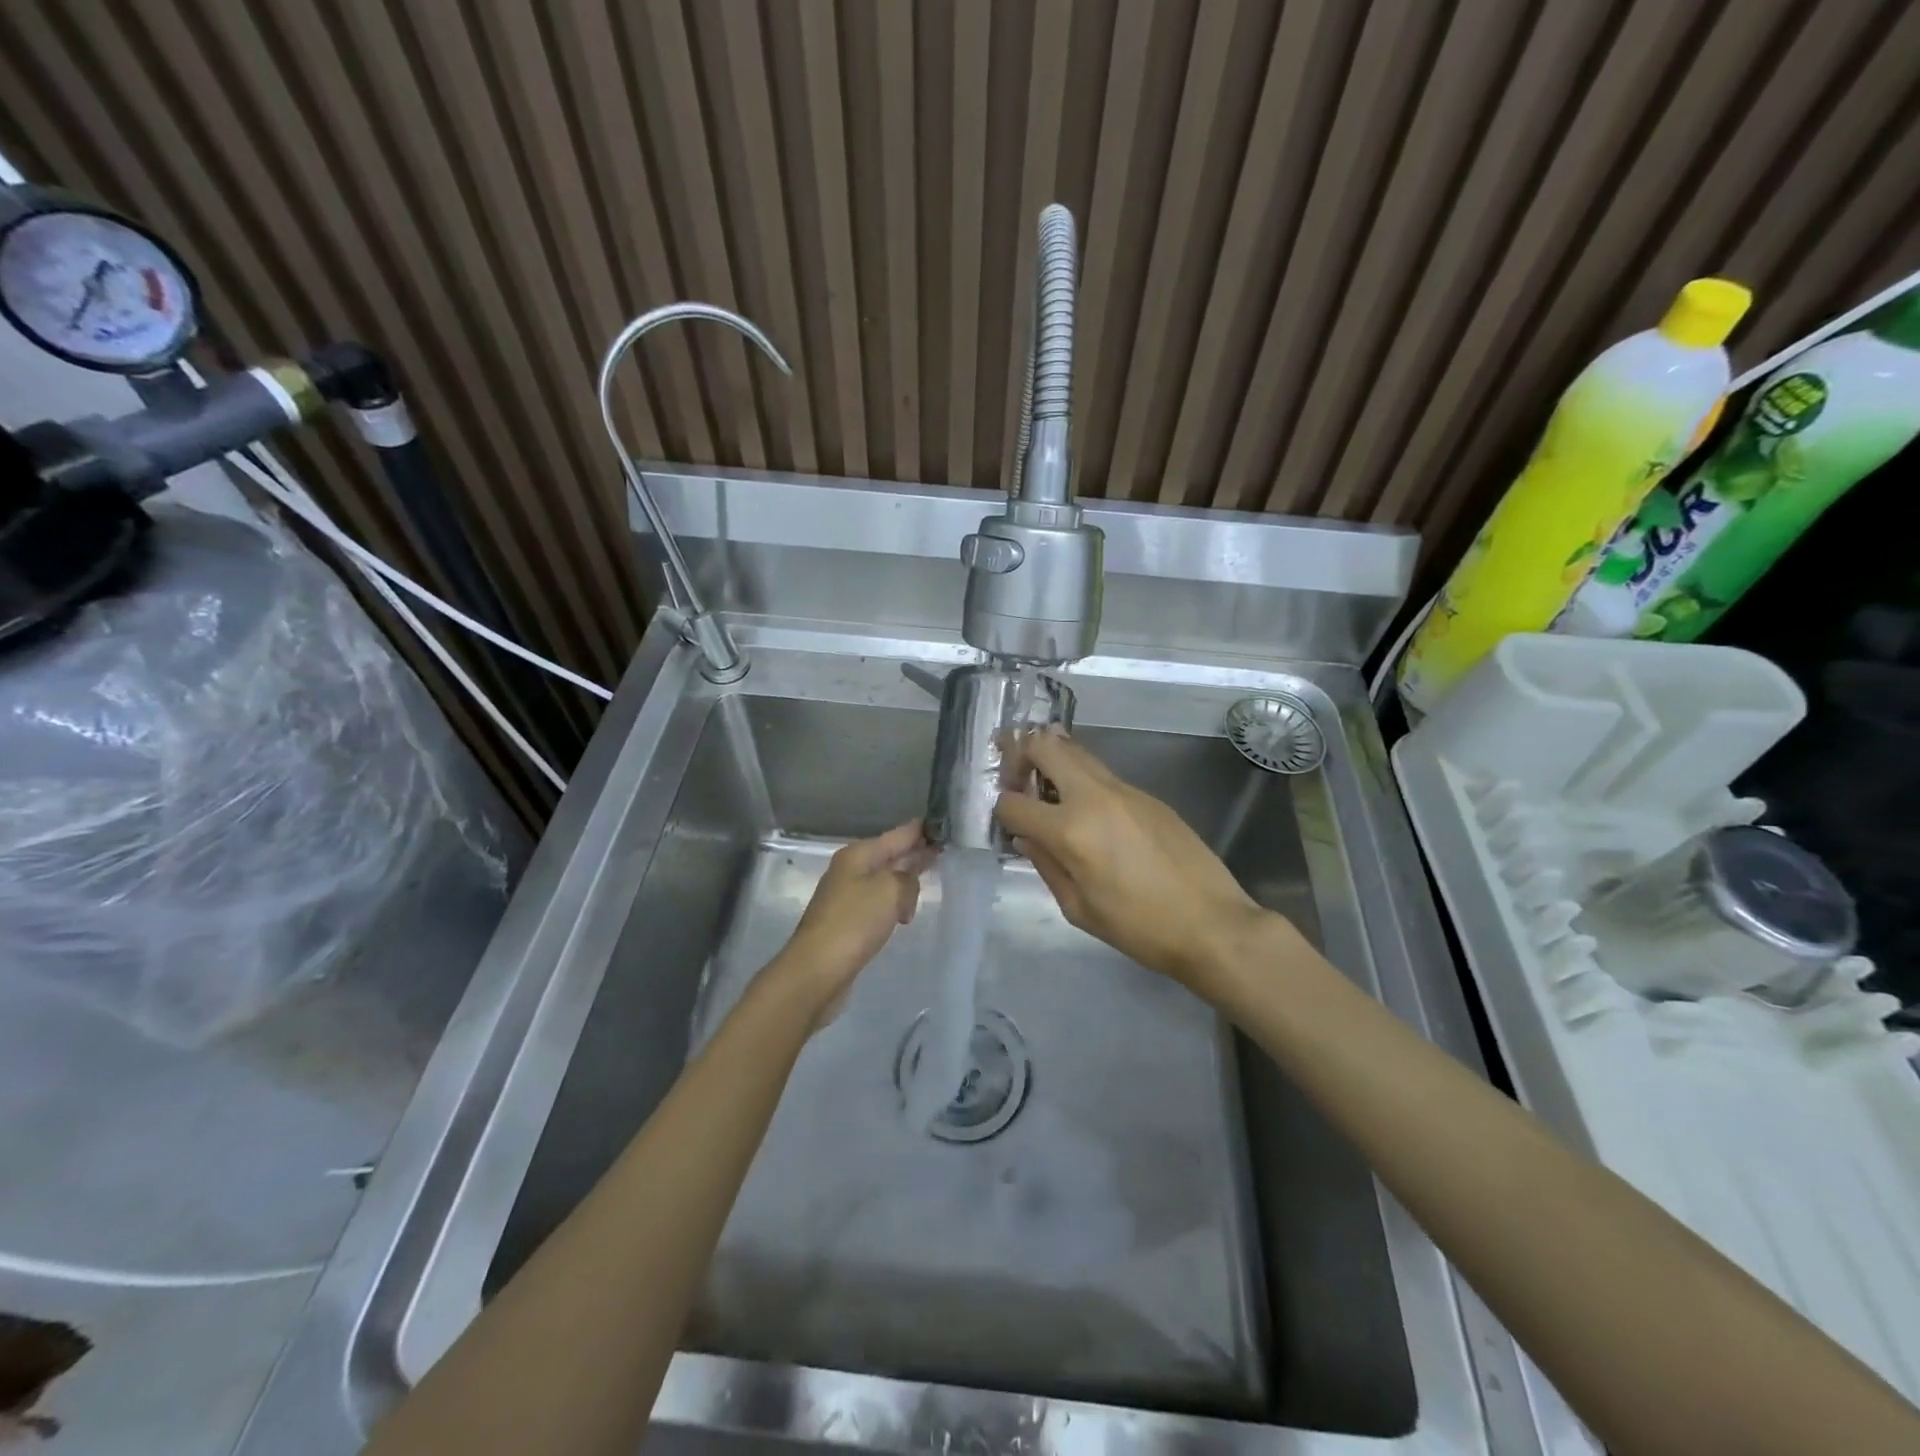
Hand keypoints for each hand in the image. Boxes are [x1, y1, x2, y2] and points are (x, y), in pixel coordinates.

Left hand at [777, 820, 933, 1020]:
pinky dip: (893, 905)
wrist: (817, 970)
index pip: (897, 834)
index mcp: (858, 855)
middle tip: (941, 852)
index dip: (919, 830)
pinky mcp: (847, 922)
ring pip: (884, 881)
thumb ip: (908, 878)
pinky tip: (904, 916)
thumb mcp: (891, 890)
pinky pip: (878, 904)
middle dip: (914, 854)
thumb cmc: (854, 922)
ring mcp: (846, 896)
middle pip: (889, 855)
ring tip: (927, 884)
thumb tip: (907, 884)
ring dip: (904, 883)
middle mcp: (850, 870)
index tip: (941, 824)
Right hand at [994, 734, 1279, 992]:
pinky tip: (1089, 814)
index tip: (1007, 824)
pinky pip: (1102, 774)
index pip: (1013, 802)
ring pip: (1075, 751)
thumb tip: (1027, 836)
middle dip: (1019, 756)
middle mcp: (1093, 796)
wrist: (1212, 923)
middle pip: (1044, 746)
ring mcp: (1124, 790)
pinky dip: (1082, 780)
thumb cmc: (1139, 928)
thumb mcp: (1078, 908)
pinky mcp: (1147, 795)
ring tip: (1048, 790)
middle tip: (1017, 780)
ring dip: (1052, 761)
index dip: (1001, 811)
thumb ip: (1045, 864)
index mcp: (1070, 830)